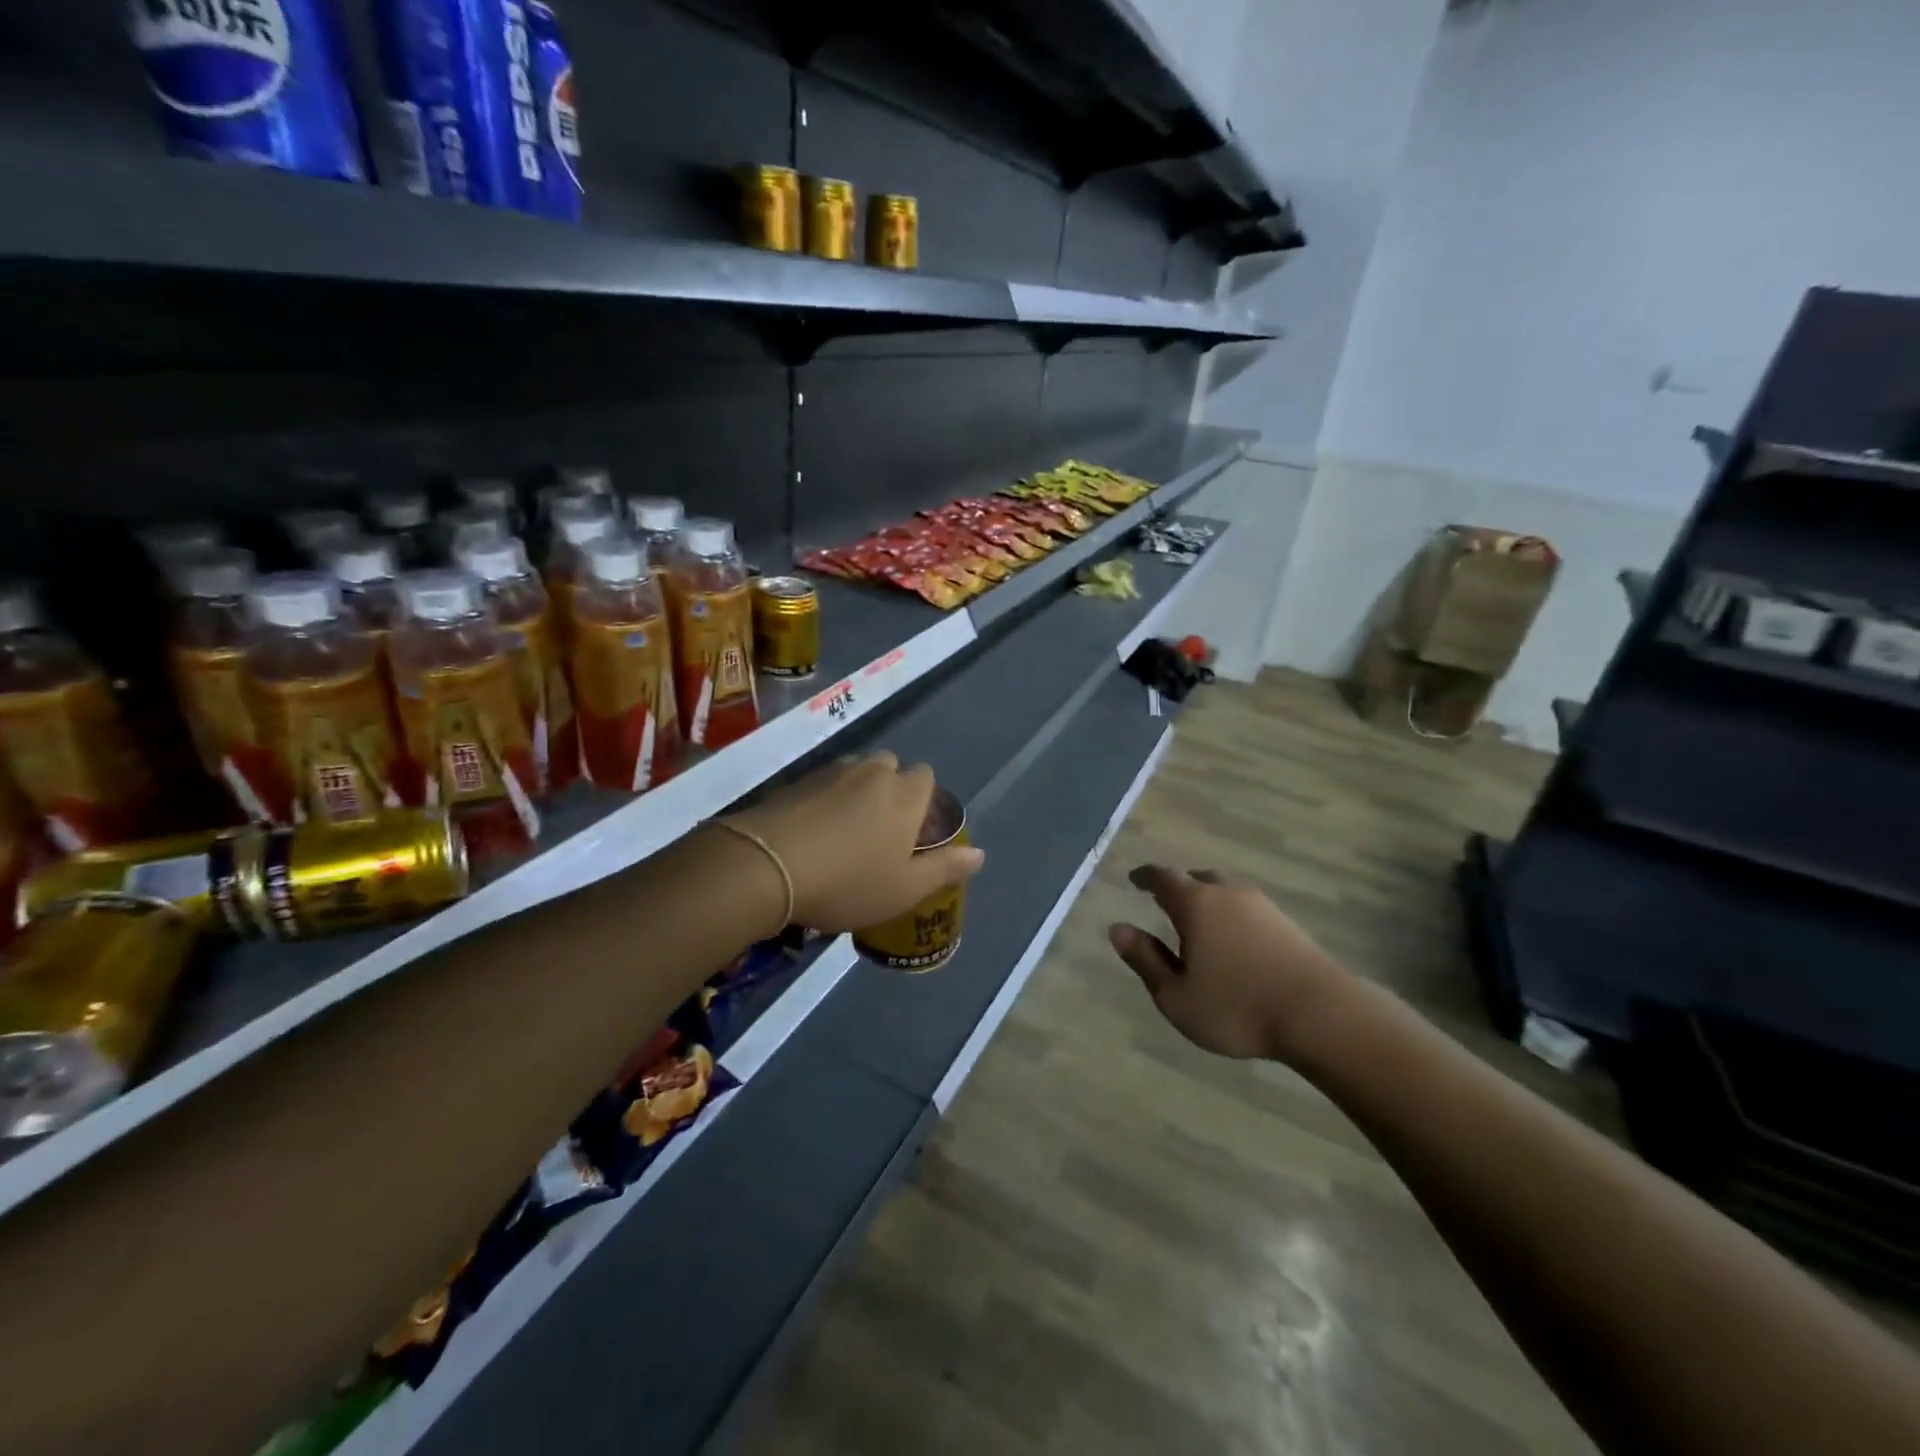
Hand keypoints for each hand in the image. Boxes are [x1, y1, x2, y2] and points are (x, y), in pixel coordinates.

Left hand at [724, 752, 983, 933]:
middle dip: (890, 789)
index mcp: (904, 794)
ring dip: (856, 792)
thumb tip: (980, 854)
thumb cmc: (848, 882)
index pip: (927, 777)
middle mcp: (872, 772)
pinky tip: (812, 832)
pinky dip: (824, 800)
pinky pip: (822, 783)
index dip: (924, 801)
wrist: (766, 865)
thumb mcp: (904, 889)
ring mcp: (830, 772)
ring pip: (855, 773)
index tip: (914, 833)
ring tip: (844, 832)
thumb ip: (944, 869)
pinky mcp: (795, 781)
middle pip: (891, 766)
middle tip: (879, 832)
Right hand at [1109, 866, 1350, 1061]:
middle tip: (1167, 902)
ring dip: (1209, 903)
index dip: (1146, 877)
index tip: (1134, 880)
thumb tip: (1118, 929)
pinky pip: (1248, 910)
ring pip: (1226, 893)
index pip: (1163, 878)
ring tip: (1200, 926)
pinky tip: (1235, 943)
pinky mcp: (1288, 925)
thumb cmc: (1237, 1007)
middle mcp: (1228, 894)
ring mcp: (1263, 906)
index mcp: (1196, 904)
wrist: (1321, 1015)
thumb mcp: (1176, 995)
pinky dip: (1233, 918)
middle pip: (1198, 879)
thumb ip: (1145, 959)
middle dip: (1179, 887)